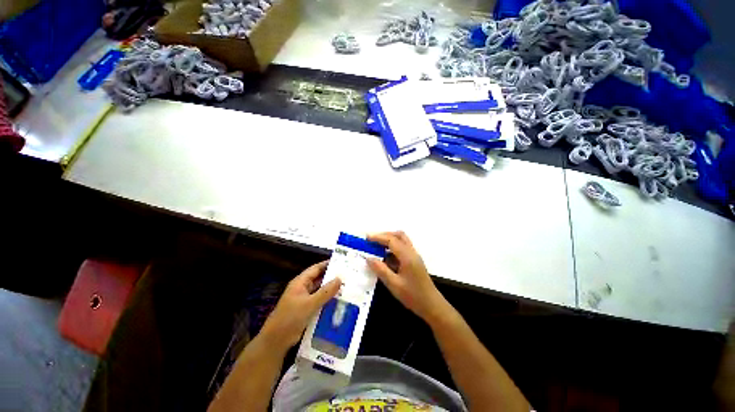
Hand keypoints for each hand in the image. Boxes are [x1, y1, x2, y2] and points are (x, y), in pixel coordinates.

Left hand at [260, 261, 341, 350]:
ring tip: (346, 288)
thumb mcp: (310, 304)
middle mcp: (302, 288)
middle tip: (347, 276)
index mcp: (300, 282)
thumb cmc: (291, 318)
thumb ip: (325, 292)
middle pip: (319, 279)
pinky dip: (327, 300)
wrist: (276, 341)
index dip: (328, 264)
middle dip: (331, 277)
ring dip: (330, 290)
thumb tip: (339, 279)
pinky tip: (338, 302)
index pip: (316, 268)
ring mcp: (304, 299)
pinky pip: (319, 301)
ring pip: (320, 290)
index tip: (342, 263)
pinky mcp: (306, 310)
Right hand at [367, 232, 449, 324]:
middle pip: (398, 235)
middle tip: (371, 240)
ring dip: (389, 240)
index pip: (391, 240)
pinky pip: (403, 248)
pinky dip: (393, 247)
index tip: (366, 238)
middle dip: (384, 235)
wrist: (432, 306)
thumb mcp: (394, 285)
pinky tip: (385, 256)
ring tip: (376, 246)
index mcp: (407, 256)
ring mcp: (414, 256)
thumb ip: (381, 270)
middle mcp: (412, 252)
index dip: (378, 237)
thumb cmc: (413, 296)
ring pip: (402, 240)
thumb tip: (368, 258)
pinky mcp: (414, 261)